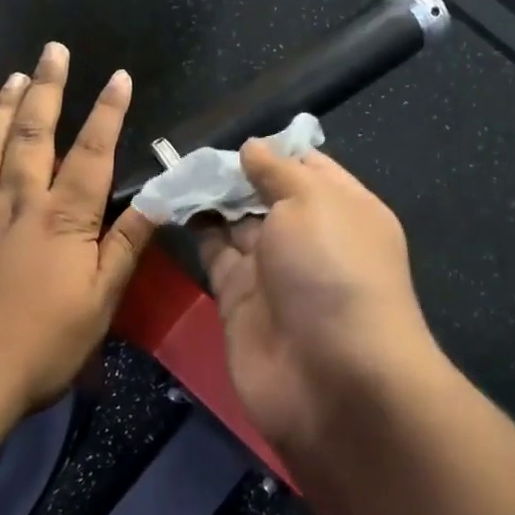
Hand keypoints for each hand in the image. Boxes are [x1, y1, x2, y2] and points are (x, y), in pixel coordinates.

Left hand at [0, 42, 156, 420]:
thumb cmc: (39, 347)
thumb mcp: (99, 303)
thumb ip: (126, 246)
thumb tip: (159, 200)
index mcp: (64, 218)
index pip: (93, 152)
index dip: (108, 112)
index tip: (118, 76)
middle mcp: (18, 202)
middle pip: (35, 134)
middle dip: (48, 89)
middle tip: (53, 50)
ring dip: (2, 107)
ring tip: (13, 75)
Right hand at [196, 142, 438, 454]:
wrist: (332, 379)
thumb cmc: (332, 270)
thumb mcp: (311, 201)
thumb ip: (277, 171)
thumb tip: (253, 147)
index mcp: (343, 207)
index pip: (307, 166)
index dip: (272, 149)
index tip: (233, 135)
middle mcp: (310, 236)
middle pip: (267, 194)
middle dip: (234, 172)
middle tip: (190, 151)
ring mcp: (274, 271)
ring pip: (237, 223)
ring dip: (210, 198)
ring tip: (174, 170)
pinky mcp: (239, 300)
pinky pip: (215, 255)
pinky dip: (195, 230)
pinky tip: (171, 204)